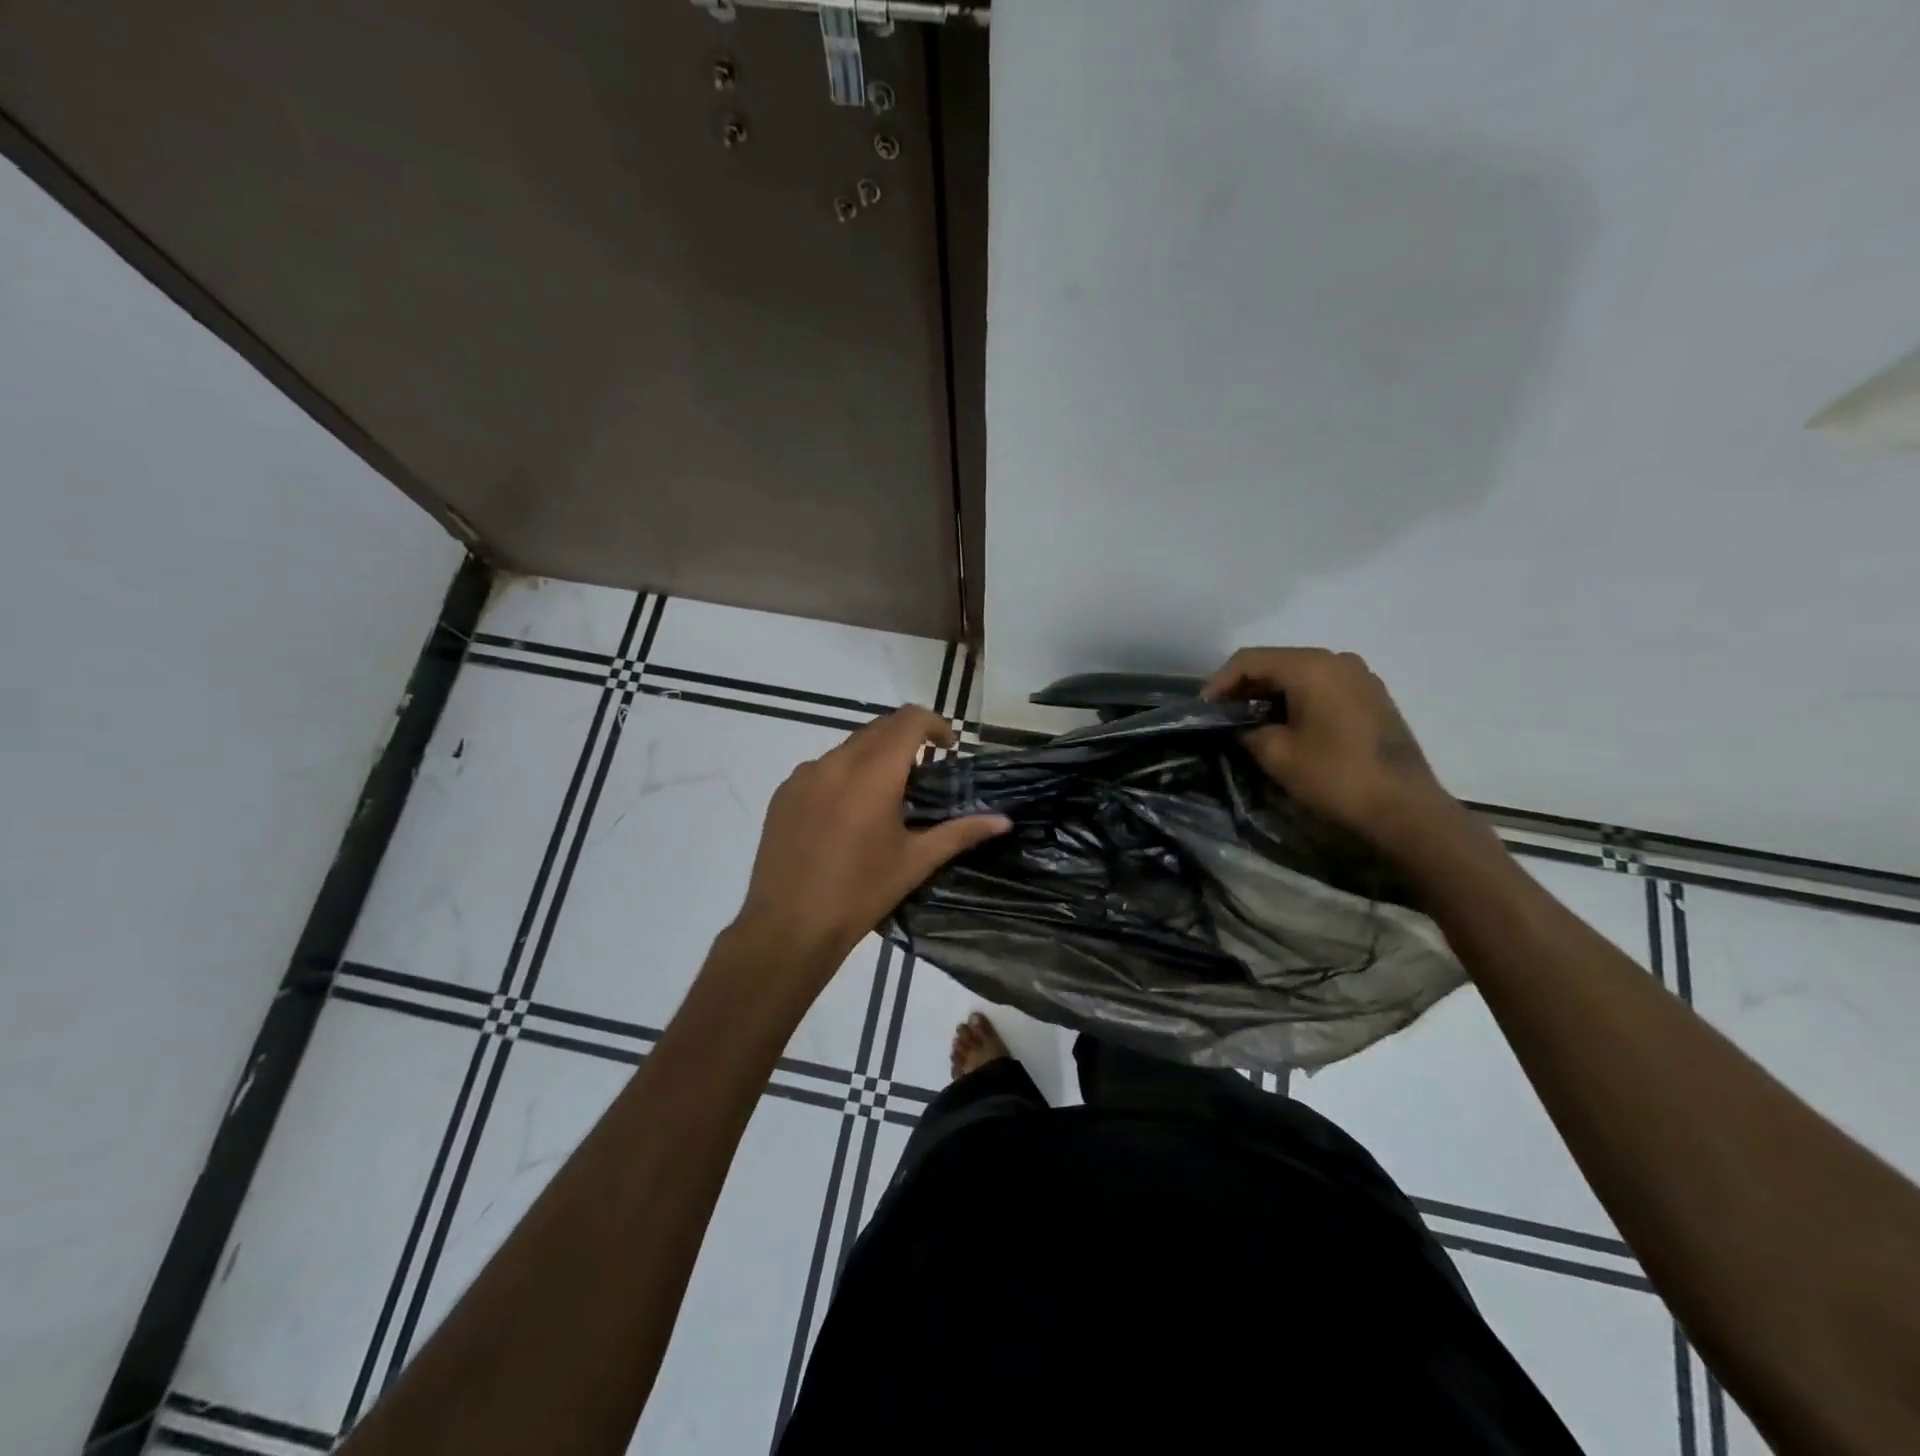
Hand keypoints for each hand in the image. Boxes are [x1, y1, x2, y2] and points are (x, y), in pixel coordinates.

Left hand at [728, 706, 1010, 993]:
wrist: (788, 926)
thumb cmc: (860, 894)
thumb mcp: (915, 862)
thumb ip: (960, 833)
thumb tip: (1003, 820)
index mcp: (873, 774)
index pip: (909, 720)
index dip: (934, 724)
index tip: (948, 749)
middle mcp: (836, 763)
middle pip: (879, 728)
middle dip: (906, 739)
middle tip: (924, 773)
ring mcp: (804, 776)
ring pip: (848, 747)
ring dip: (874, 756)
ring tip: (885, 797)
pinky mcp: (783, 793)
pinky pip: (821, 768)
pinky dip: (843, 774)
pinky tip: (847, 815)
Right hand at [1204, 647, 1460, 852]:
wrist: (1405, 808)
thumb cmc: (1335, 776)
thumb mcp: (1277, 754)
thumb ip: (1248, 730)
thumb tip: (1242, 726)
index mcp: (1312, 666)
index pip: (1250, 660)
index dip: (1220, 682)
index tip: (1204, 709)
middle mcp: (1338, 660)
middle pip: (1277, 662)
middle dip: (1245, 686)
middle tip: (1223, 714)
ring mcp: (1360, 676)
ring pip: (1300, 674)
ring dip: (1271, 693)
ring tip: (1250, 720)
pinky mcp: (1373, 696)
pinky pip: (1323, 686)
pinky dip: (1297, 698)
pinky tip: (1286, 724)